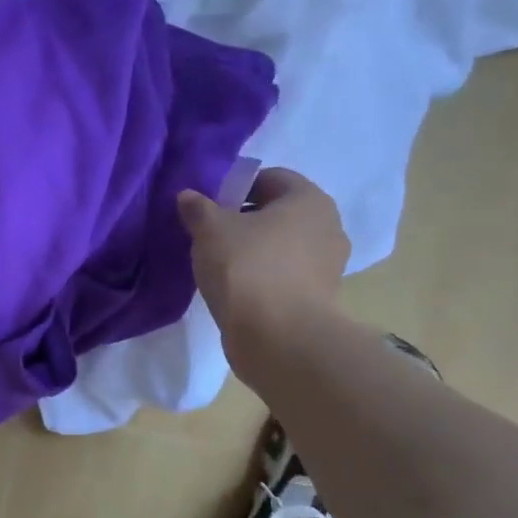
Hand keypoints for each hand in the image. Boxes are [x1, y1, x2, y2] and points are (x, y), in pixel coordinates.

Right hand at [178, 168, 349, 366]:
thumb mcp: (210, 230)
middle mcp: (328, 227)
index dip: (236, 187)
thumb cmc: (247, 269)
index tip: (210, 207)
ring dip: (254, 252)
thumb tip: (189, 197)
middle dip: (244, 221)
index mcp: (309, 199)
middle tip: (211, 236)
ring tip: (221, 267)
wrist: (279, 339)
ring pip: (282, 247)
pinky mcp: (319, 300)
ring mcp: (328, 267)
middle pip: (278, 214)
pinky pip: (284, 277)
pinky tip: (237, 292)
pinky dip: (263, 279)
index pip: (270, 178)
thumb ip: (198, 209)